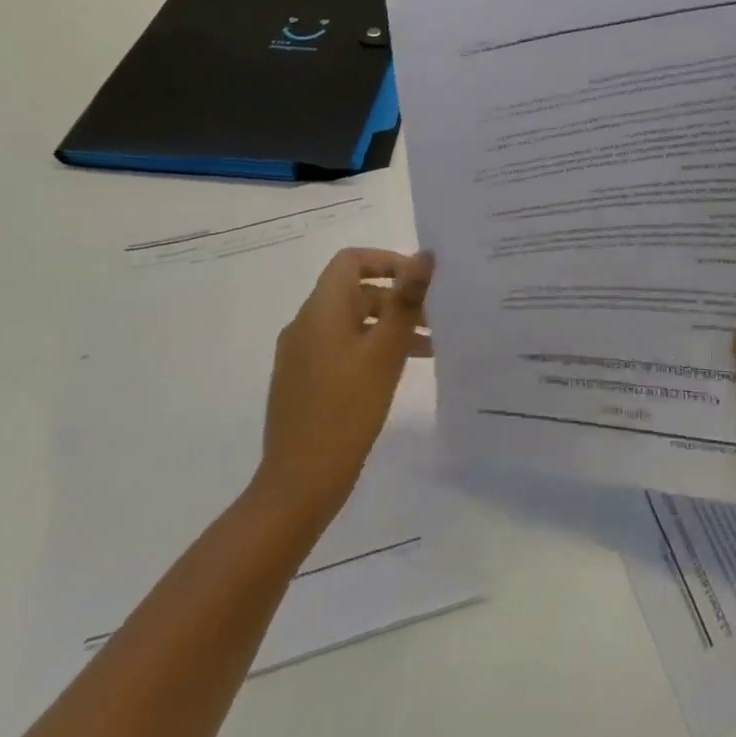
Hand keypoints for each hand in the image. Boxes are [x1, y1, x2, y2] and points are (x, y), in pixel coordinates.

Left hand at [253, 247, 433, 525]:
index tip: (420, 281)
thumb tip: (425, 255)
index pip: (351, 261)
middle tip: (436, 319)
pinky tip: (396, 371)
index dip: (387, 261)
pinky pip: (340, 348)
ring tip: (429, 347)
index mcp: (321, 310)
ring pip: (351, 323)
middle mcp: (306, 324)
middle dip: (397, 299)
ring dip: (388, 326)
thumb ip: (406, 300)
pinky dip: (370, 348)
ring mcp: (301, 354)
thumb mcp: (385, 352)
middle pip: (355, 292)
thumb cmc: (347, 409)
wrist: (300, 481)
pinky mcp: (303, 381)